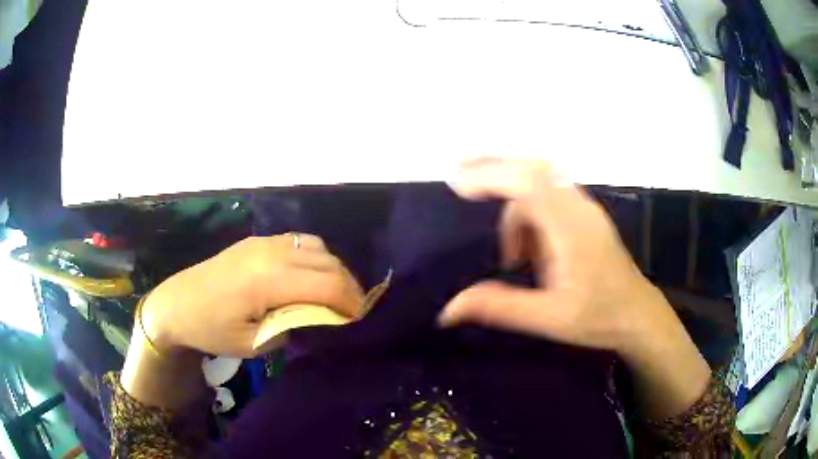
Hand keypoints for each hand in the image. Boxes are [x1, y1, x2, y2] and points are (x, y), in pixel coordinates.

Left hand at [142, 234, 364, 357]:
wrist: (177, 303)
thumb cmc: (212, 329)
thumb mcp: (253, 344)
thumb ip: (291, 327)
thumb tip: (319, 317)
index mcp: (268, 280)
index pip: (327, 284)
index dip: (351, 302)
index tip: (360, 319)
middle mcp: (271, 252)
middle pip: (328, 262)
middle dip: (349, 286)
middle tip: (352, 310)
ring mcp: (264, 241)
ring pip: (317, 247)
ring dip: (333, 269)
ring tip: (335, 293)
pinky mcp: (258, 240)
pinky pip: (299, 241)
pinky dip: (316, 257)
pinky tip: (310, 276)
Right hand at [439, 158, 673, 354]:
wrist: (639, 315)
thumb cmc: (599, 317)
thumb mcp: (549, 319)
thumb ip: (500, 308)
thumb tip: (448, 309)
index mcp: (571, 228)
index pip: (528, 184)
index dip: (490, 175)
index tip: (456, 181)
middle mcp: (579, 208)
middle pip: (534, 168)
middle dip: (495, 166)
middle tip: (459, 175)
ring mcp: (585, 209)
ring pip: (542, 180)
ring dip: (513, 195)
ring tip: (502, 244)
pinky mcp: (586, 217)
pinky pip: (551, 195)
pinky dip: (528, 207)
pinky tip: (527, 246)